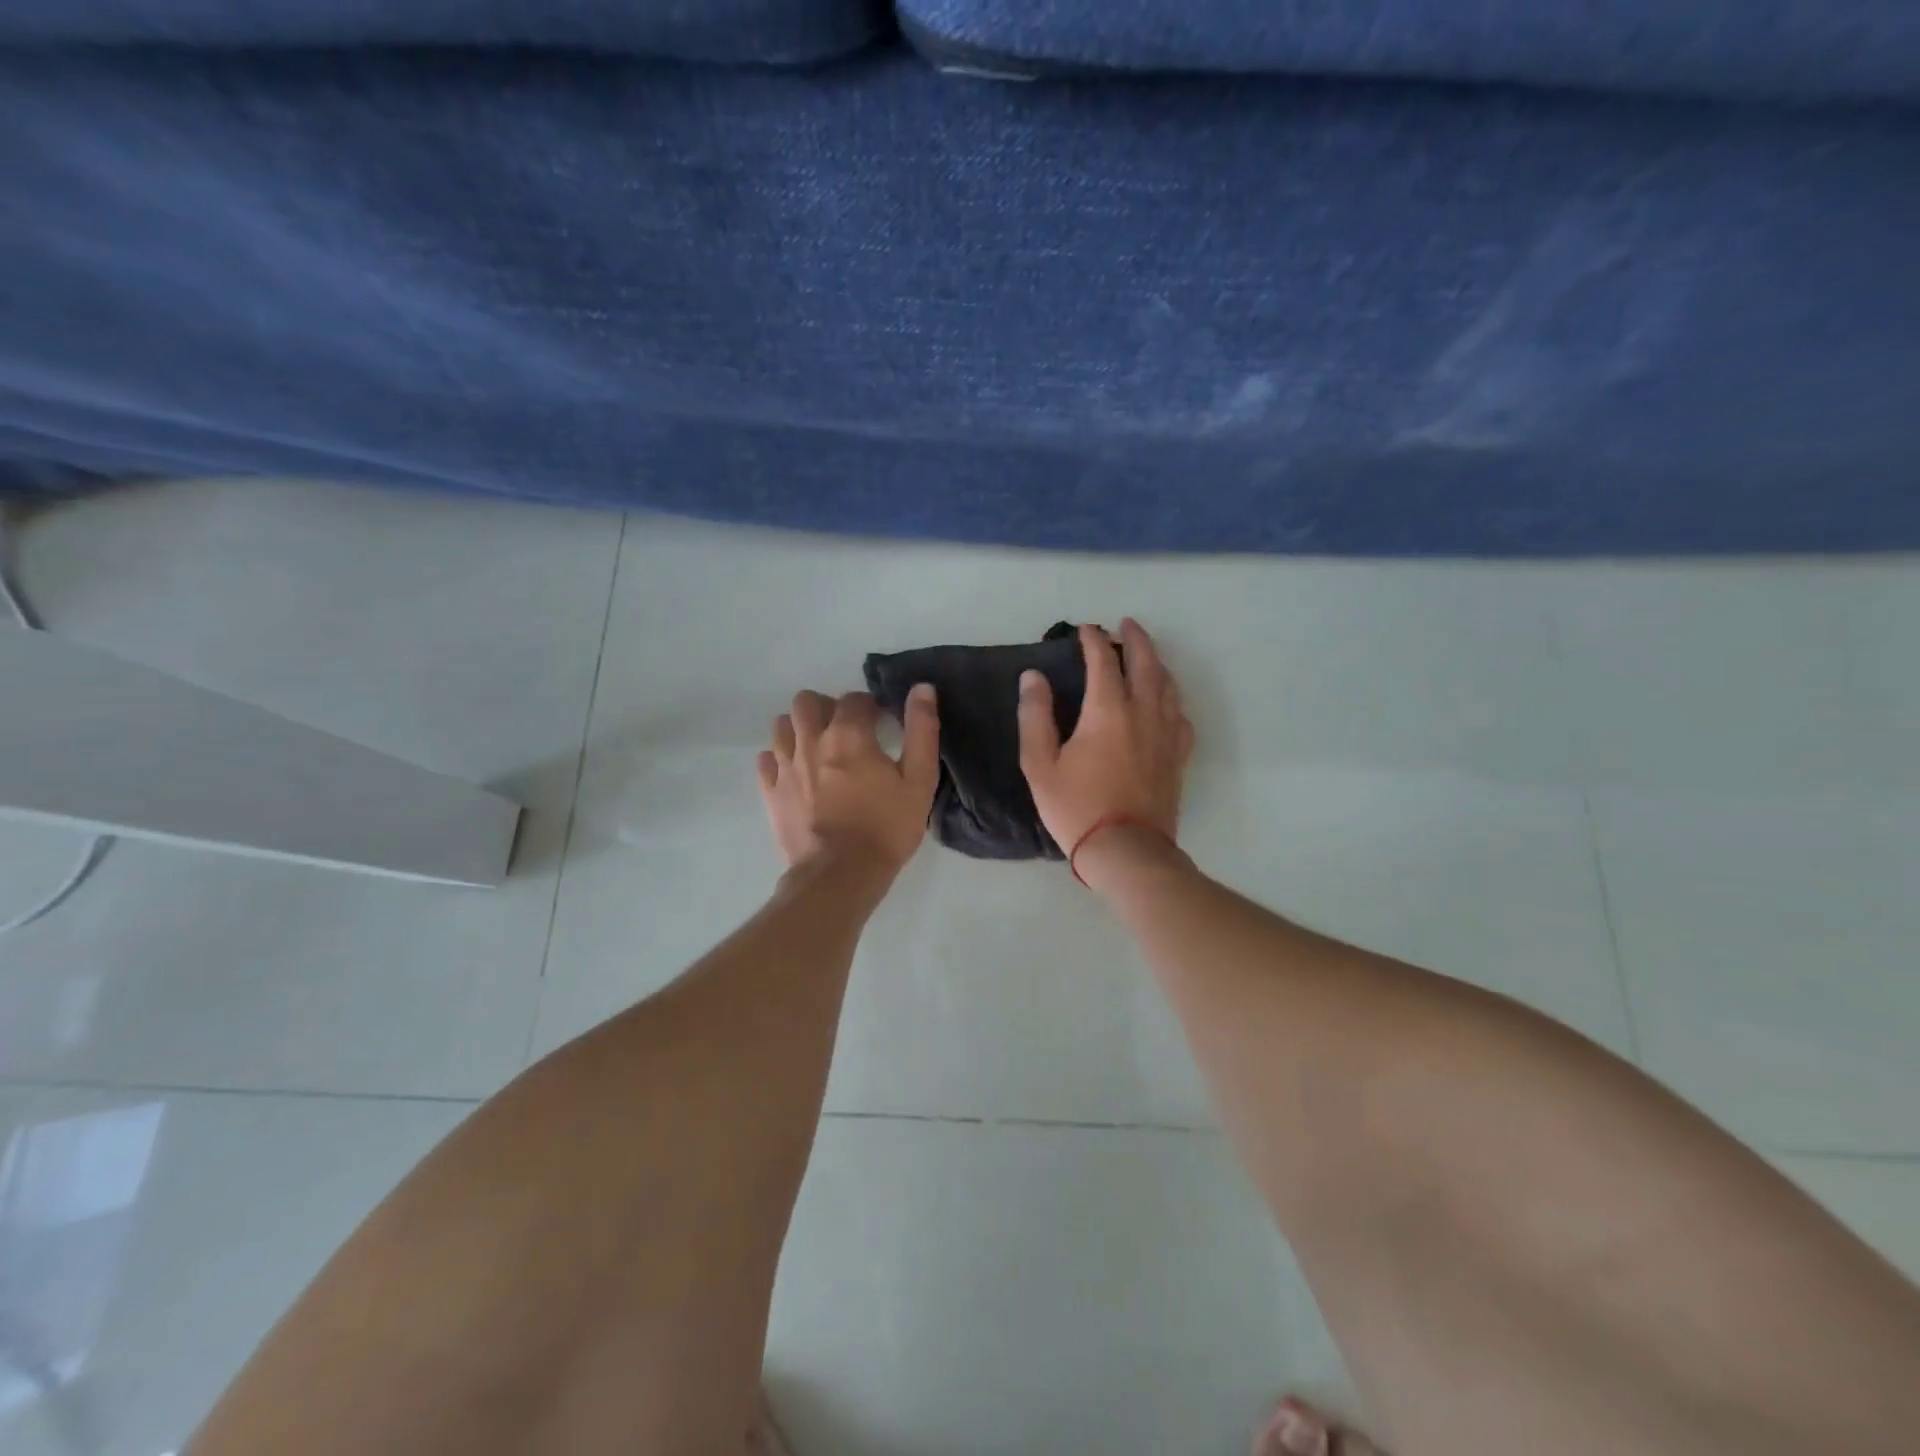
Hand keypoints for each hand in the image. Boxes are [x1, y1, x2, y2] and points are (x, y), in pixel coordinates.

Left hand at [758, 686, 939, 878]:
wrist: (841, 875)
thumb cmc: (886, 828)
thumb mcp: (919, 780)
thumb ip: (922, 730)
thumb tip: (922, 688)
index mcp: (848, 734)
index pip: (854, 698)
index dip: (870, 706)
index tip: (880, 724)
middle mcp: (810, 741)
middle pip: (807, 701)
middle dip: (827, 708)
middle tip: (846, 731)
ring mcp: (785, 766)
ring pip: (782, 725)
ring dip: (800, 728)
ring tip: (819, 749)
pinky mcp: (770, 791)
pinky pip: (766, 759)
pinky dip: (779, 758)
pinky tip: (797, 772)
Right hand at [1018, 619, 1193, 861]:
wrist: (1126, 850)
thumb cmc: (1076, 807)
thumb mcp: (1040, 764)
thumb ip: (1036, 715)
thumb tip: (1034, 677)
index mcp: (1108, 710)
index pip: (1103, 660)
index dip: (1093, 640)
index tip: (1084, 629)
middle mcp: (1143, 712)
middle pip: (1146, 662)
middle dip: (1136, 638)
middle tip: (1127, 625)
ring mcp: (1166, 734)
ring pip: (1168, 685)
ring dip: (1157, 662)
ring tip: (1146, 655)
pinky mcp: (1178, 756)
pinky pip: (1180, 715)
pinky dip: (1171, 698)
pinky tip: (1165, 702)